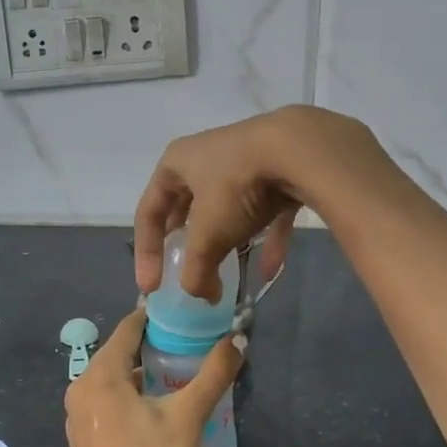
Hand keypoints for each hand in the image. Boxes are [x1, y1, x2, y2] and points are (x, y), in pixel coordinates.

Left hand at [63, 308, 242, 446]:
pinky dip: (131, 395)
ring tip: (181, 375)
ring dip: (144, 373)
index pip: (128, 328)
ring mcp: (78, 415)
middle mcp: (81, 388)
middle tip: (192, 344)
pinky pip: (108, 401)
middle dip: (155, 346)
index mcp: (100, 375)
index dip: (157, 317)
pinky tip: (158, 408)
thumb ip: (213, 375)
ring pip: (114, 379)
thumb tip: (238, 339)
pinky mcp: (83, 438)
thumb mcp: (187, 418)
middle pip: (120, 352)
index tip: (186, 313)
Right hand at [133, 106, 393, 302]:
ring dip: (226, 243)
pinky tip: (269, 272)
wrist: (299, 150)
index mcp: (176, 163)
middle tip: (186, 272)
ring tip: (225, 274)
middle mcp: (206, 157)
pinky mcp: (280, 170)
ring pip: (227, 209)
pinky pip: (267, 212)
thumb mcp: (208, 235)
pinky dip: (265, 242)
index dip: (146, 253)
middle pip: (187, 208)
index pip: (148, 212)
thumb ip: (197, 271)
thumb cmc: (236, 187)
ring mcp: (245, 162)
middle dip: (187, 245)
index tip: (152, 288)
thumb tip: (203, 296)